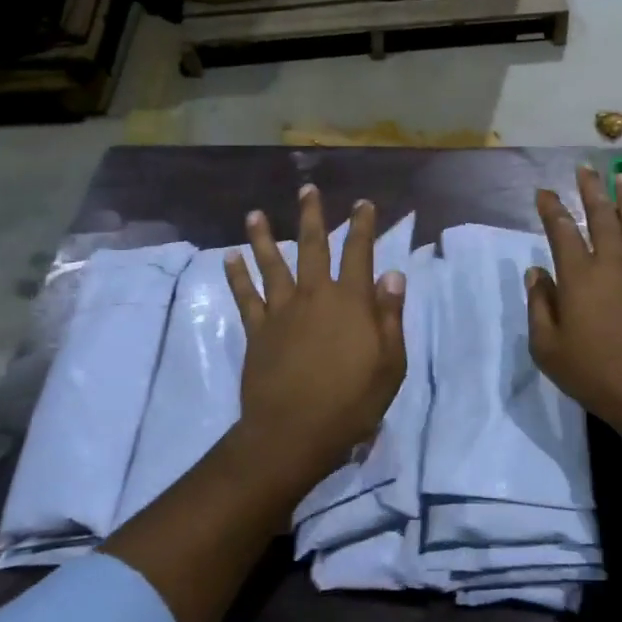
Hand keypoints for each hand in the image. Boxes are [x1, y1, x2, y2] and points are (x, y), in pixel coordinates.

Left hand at [224, 185, 406, 482]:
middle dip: (312, 216)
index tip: (362, 203)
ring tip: (254, 214)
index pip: (359, 253)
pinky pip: (245, 297)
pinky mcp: (258, 331)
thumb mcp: (390, 363)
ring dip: (263, 237)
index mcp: (351, 301)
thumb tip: (392, 274)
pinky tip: (230, 258)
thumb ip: (390, 316)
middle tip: (307, 189)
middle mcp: (315, 296)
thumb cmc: (352, 402)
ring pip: (272, 264)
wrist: (295, 432)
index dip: (362, 226)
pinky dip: (237, 276)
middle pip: (313, 247)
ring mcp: (282, 311)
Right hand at [526, 165, 621, 436]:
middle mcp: (611, 264)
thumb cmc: (594, 373)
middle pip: (601, 217)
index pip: (562, 231)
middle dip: (591, 190)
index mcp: (578, 277)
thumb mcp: (548, 348)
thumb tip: (536, 273)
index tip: (544, 192)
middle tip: (586, 168)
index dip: (552, 209)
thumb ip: (539, 305)